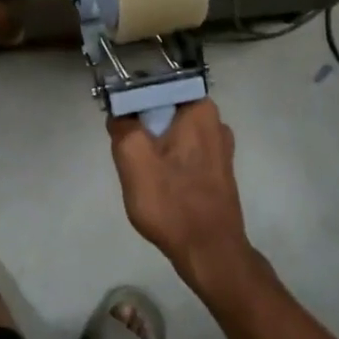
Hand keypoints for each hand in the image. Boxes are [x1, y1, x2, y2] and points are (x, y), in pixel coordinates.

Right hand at [107, 100, 258, 297]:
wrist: (210, 252)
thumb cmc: (171, 202)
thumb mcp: (133, 158)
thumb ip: (122, 126)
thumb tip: (120, 114)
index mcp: (200, 108)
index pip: (158, 85)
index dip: (133, 98)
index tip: (118, 119)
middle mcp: (216, 121)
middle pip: (166, 109)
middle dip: (143, 125)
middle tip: (126, 149)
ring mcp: (220, 148)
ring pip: (174, 132)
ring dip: (154, 145)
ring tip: (140, 170)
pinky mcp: (219, 170)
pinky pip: (185, 152)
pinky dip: (168, 161)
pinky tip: (158, 183)